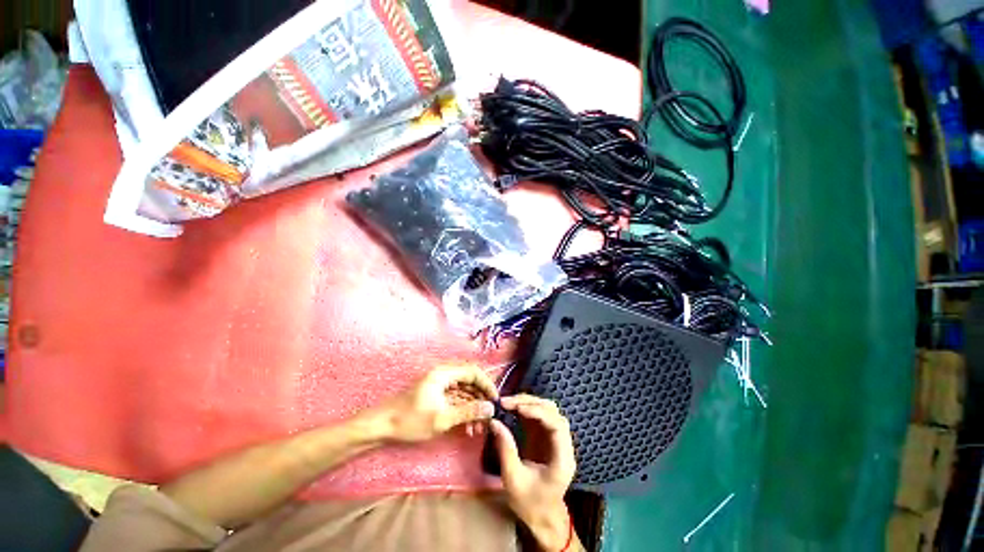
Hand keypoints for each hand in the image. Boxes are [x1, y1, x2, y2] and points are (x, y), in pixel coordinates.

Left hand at [374, 365, 497, 442]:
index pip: (473, 372)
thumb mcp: (442, 418)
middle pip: (469, 382)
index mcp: (444, 373)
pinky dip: (462, 411)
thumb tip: (490, 408)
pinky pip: (454, 400)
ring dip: (472, 408)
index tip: (495, 401)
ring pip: (463, 392)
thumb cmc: (410, 420)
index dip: (487, 384)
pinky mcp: (435, 396)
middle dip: (480, 399)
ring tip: (478, 428)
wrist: (381, 427)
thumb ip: (468, 411)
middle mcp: (443, 375)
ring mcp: (439, 386)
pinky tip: (466, 428)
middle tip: (488, 417)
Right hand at [490, 394, 576, 550]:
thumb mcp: (513, 480)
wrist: (542, 517)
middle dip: (530, 403)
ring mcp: (556, 439)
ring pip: (547, 410)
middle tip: (507, 402)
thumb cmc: (530, 504)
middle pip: (553, 412)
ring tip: (508, 403)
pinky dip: (526, 409)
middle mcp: (563, 445)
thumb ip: (506, 450)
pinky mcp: (547, 437)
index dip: (539, 412)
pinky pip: (539, 416)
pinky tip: (513, 408)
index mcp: (562, 459)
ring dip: (528, 402)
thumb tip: (494, 422)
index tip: (518, 408)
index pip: (557, 425)